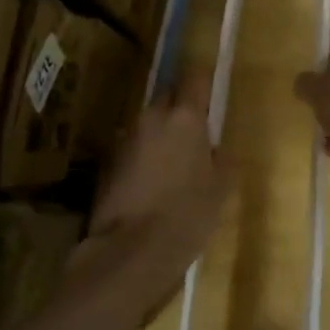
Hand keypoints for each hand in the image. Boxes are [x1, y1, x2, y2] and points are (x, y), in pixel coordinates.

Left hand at [79, 70, 226, 319]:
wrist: (130, 251)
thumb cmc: (188, 214)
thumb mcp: (221, 187)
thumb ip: (220, 156)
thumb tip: (213, 145)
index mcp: (185, 118)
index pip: (194, 78)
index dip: (202, 79)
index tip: (210, 86)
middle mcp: (153, 118)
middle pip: (168, 98)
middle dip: (181, 107)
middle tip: (195, 131)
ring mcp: (126, 139)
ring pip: (149, 123)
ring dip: (161, 133)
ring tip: (174, 161)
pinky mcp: (109, 162)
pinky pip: (135, 147)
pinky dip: (145, 155)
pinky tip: (153, 181)